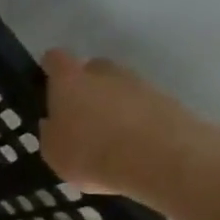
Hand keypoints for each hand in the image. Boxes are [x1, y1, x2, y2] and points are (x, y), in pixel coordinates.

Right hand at [40, 49, 219, 208]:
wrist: (163, 160)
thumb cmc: (92, 153)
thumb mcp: (53, 152)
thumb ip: (51, 132)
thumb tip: (55, 123)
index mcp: (69, 81)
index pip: (55, 59)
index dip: (50, 70)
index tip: (48, 85)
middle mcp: (105, 74)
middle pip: (93, 70)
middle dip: (86, 87)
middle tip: (80, 116)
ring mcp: (141, 85)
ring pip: (121, 89)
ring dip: (114, 106)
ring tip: (110, 139)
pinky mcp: (170, 102)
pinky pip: (144, 107)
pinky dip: (138, 121)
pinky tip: (134, 147)